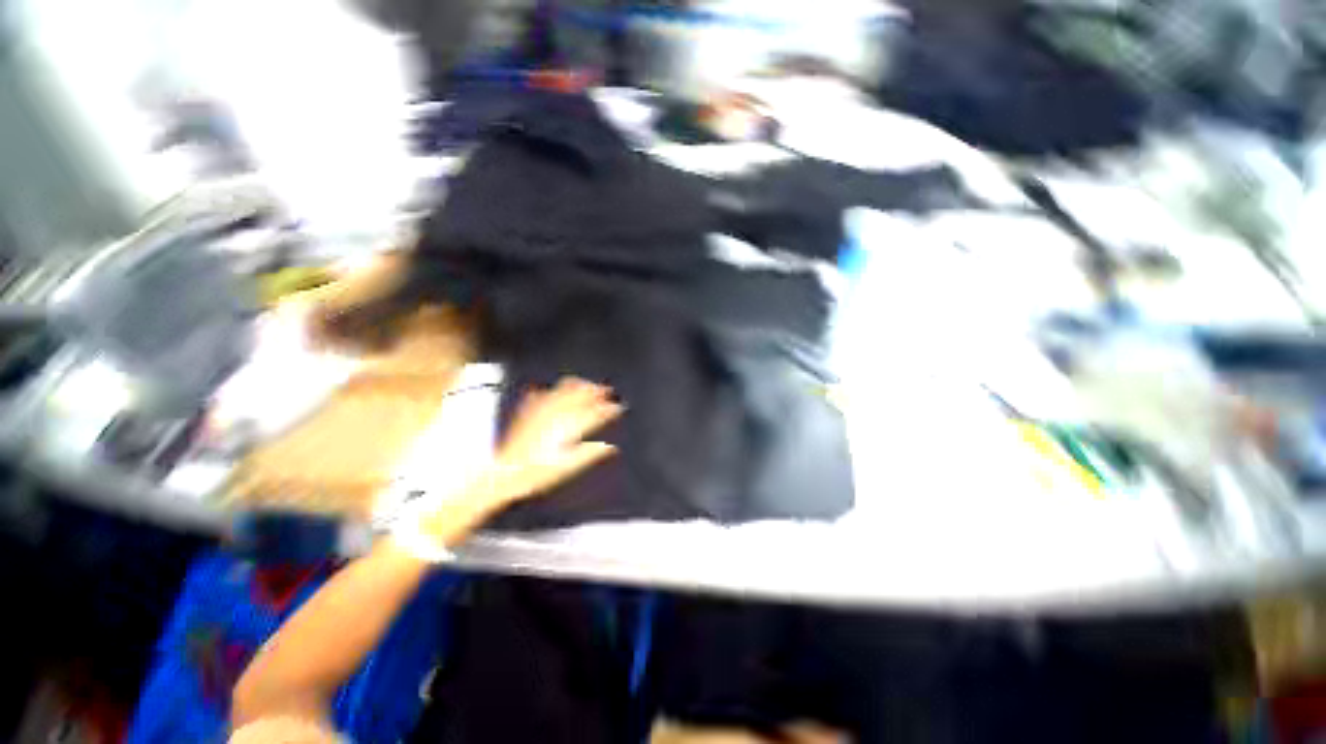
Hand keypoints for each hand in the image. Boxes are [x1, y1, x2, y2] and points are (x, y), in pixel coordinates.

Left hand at [489, 377, 622, 502]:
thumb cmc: (537, 473)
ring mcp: (541, 410)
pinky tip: (553, 391)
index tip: (618, 407)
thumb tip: (609, 448)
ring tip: (586, 384)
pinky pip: (543, 394)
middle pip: (580, 395)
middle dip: (596, 391)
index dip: (608, 409)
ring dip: (578, 385)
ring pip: (564, 389)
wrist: (506, 473)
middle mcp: (556, 414)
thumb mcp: (568, 468)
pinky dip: (553, 390)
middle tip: (606, 390)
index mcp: (568, 427)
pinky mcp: (528, 412)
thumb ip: (590, 454)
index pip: (594, 413)